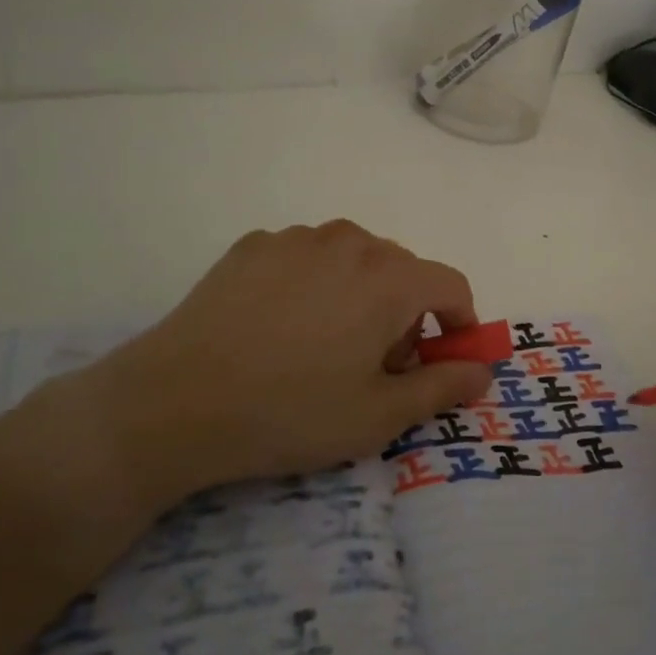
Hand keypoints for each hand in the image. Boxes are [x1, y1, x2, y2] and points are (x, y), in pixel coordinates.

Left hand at [54, 222, 492, 514]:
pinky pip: (306, 258)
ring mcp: (297, 238)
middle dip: (404, 315)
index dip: (458, 324)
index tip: (441, 360)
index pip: (451, 285)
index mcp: (389, 277)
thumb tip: (483, 370)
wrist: (173, 404)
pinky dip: (312, 285)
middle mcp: (350, 241)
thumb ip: (442, 386)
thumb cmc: (290, 412)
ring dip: (359, 294)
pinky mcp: (253, 245)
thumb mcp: (378, 416)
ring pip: (353, 260)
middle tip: (374, 367)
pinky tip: (278, 328)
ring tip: (323, 346)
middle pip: (402, 271)